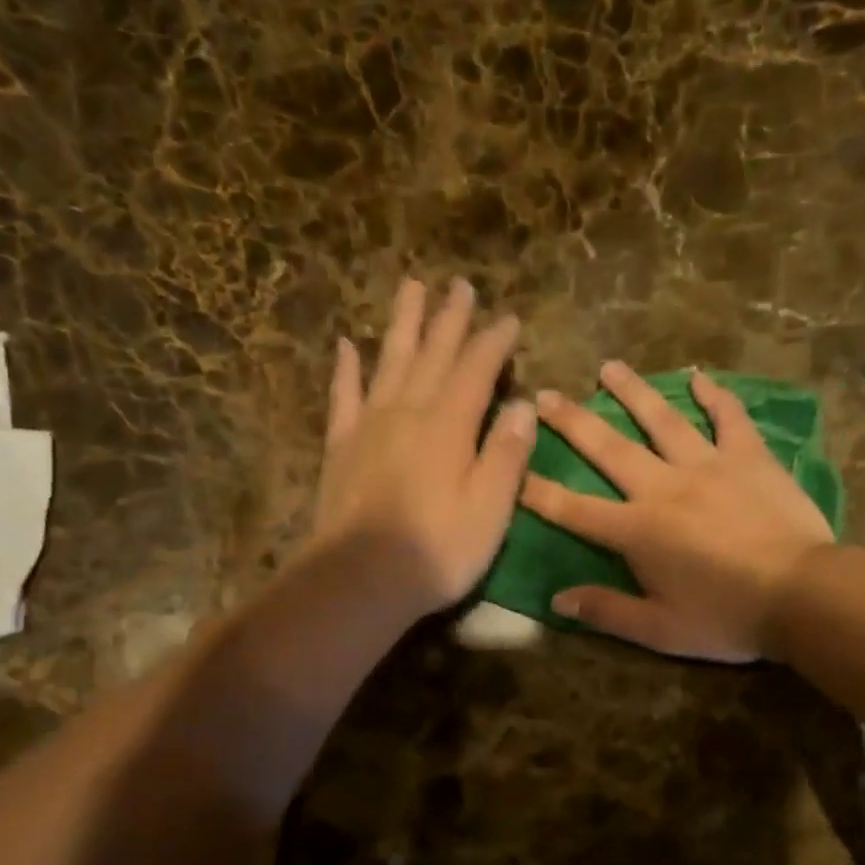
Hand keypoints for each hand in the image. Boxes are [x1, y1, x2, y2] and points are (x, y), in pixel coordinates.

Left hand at [309, 277, 535, 617]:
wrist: (360, 579)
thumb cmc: (437, 551)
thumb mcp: (490, 509)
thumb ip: (506, 454)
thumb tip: (522, 406)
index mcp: (449, 426)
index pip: (477, 370)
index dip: (494, 342)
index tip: (509, 318)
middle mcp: (408, 412)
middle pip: (432, 354)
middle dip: (449, 319)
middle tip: (459, 285)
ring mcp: (369, 426)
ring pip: (389, 361)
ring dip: (403, 324)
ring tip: (410, 288)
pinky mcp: (341, 448)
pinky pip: (343, 396)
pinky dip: (346, 369)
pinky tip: (346, 345)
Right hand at [520, 362, 834, 661]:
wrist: (803, 595)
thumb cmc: (726, 617)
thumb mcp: (660, 630)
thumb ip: (606, 611)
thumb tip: (557, 601)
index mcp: (637, 530)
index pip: (573, 509)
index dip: (536, 490)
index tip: (508, 467)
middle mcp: (663, 487)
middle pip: (609, 448)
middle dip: (573, 421)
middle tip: (545, 395)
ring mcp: (708, 465)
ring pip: (662, 420)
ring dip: (633, 391)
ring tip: (609, 367)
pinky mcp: (749, 457)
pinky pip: (729, 417)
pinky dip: (714, 395)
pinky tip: (699, 377)